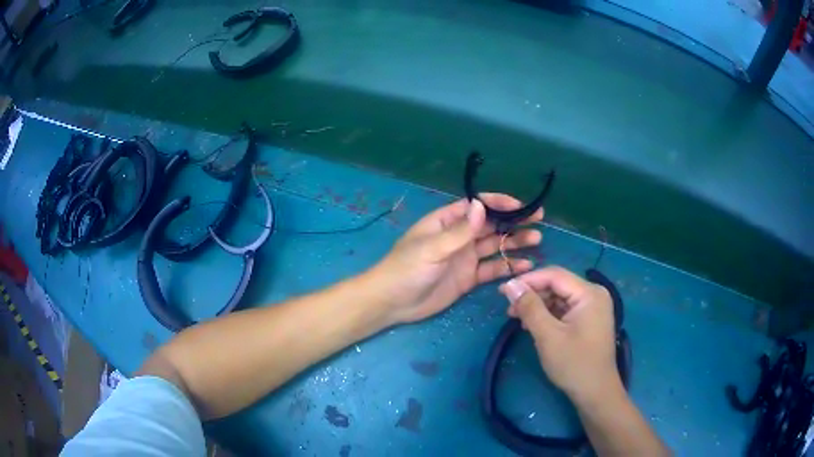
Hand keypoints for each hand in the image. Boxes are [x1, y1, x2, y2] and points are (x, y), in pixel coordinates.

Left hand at [370, 194, 542, 323]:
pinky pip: (492, 269)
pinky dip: (508, 267)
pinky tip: (525, 266)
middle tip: (539, 220)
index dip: (499, 203)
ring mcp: (465, 257)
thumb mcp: (432, 248)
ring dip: (515, 242)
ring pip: (495, 246)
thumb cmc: (407, 269)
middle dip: (514, 221)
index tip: (522, 205)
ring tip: (537, 241)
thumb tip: (482, 205)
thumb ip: (459, 231)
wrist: (394, 303)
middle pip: (491, 225)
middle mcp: (459, 236)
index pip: (477, 206)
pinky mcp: (469, 278)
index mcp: (447, 222)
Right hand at [499, 266, 620, 403]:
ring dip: (538, 306)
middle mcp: (594, 294)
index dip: (527, 280)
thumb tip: (510, 285)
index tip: (503, 291)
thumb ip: (529, 307)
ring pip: (560, 297)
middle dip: (532, 295)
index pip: (554, 275)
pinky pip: (566, 309)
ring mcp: (594, 307)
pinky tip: (534, 325)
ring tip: (517, 319)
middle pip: (558, 285)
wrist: (595, 392)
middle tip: (508, 309)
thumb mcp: (548, 336)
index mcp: (589, 293)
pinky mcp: (590, 319)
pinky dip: (548, 315)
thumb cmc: (573, 364)